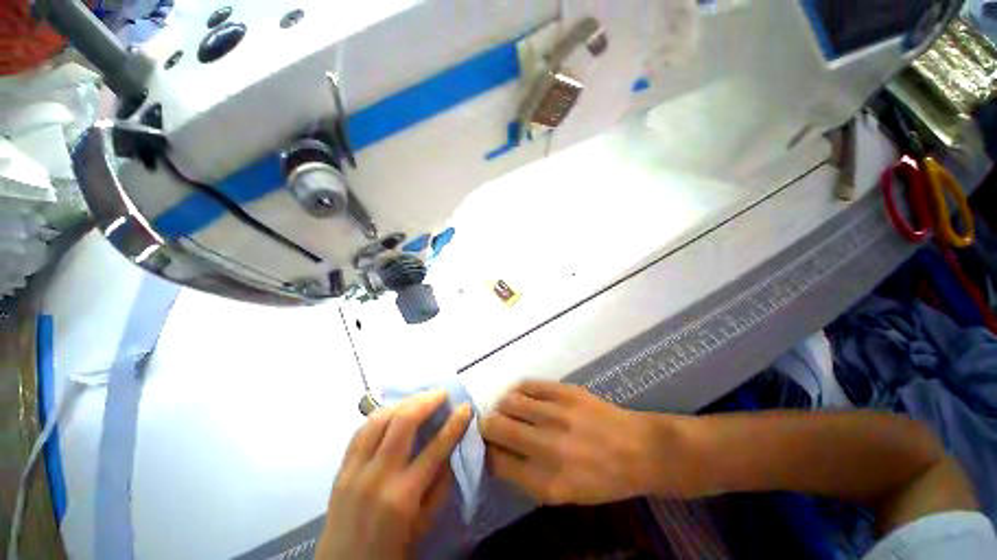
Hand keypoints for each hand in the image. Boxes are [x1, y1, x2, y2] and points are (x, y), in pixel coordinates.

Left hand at [316, 390, 471, 559]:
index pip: (435, 448)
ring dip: (403, 403)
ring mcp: (355, 470)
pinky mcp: (341, 469)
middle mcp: (378, 477)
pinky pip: (361, 430)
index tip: (465, 407)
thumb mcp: (424, 525)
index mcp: (403, 497)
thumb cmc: (390, 552)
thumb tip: (451, 449)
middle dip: (426, 401)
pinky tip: (393, 412)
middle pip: (403, 422)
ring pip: (379, 419)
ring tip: (419, 398)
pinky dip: (380, 415)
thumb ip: (439, 486)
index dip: (454, 424)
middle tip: (441, 393)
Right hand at [481, 381, 696, 504]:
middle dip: (486, 426)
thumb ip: (527, 477)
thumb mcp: (564, 494)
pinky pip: (528, 385)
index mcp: (547, 482)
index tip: (489, 447)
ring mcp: (557, 414)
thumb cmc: (602, 479)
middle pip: (496, 427)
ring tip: (508, 409)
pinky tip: (523, 396)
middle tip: (492, 425)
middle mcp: (547, 447)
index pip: (496, 462)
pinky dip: (519, 391)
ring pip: (509, 402)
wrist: (639, 449)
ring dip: (502, 406)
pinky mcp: (565, 391)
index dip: (487, 453)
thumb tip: (497, 454)